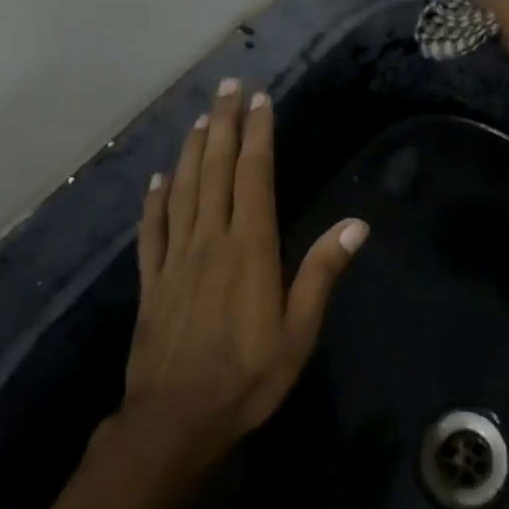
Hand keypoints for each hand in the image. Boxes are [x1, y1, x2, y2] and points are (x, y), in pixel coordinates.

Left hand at [121, 79, 367, 463]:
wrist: (175, 421)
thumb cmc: (246, 376)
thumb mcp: (298, 332)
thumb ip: (322, 273)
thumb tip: (357, 225)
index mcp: (249, 247)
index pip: (253, 176)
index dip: (257, 135)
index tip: (261, 101)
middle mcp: (210, 239)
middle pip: (215, 170)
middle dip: (223, 124)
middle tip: (227, 87)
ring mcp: (176, 257)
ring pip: (182, 189)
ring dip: (191, 149)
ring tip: (200, 117)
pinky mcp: (151, 280)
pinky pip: (152, 229)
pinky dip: (154, 200)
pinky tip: (157, 179)